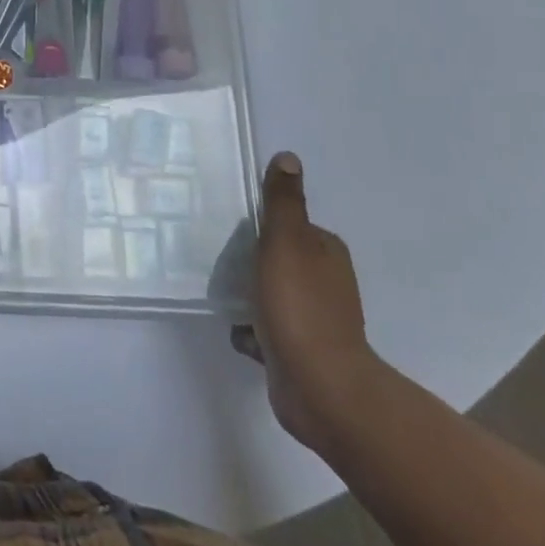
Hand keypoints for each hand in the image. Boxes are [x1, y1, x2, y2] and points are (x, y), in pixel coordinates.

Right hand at [232, 152, 383, 452]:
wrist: (321, 389)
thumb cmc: (300, 306)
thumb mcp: (285, 242)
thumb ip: (282, 202)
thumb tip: (288, 156)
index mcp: (326, 252)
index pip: (287, 226)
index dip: (260, 227)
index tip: (232, 230)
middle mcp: (325, 283)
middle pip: (276, 259)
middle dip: (248, 262)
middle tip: (218, 261)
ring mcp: (314, 320)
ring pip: (268, 294)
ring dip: (246, 296)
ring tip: (223, 295)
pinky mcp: (300, 352)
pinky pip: (266, 329)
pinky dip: (251, 330)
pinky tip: (239, 332)